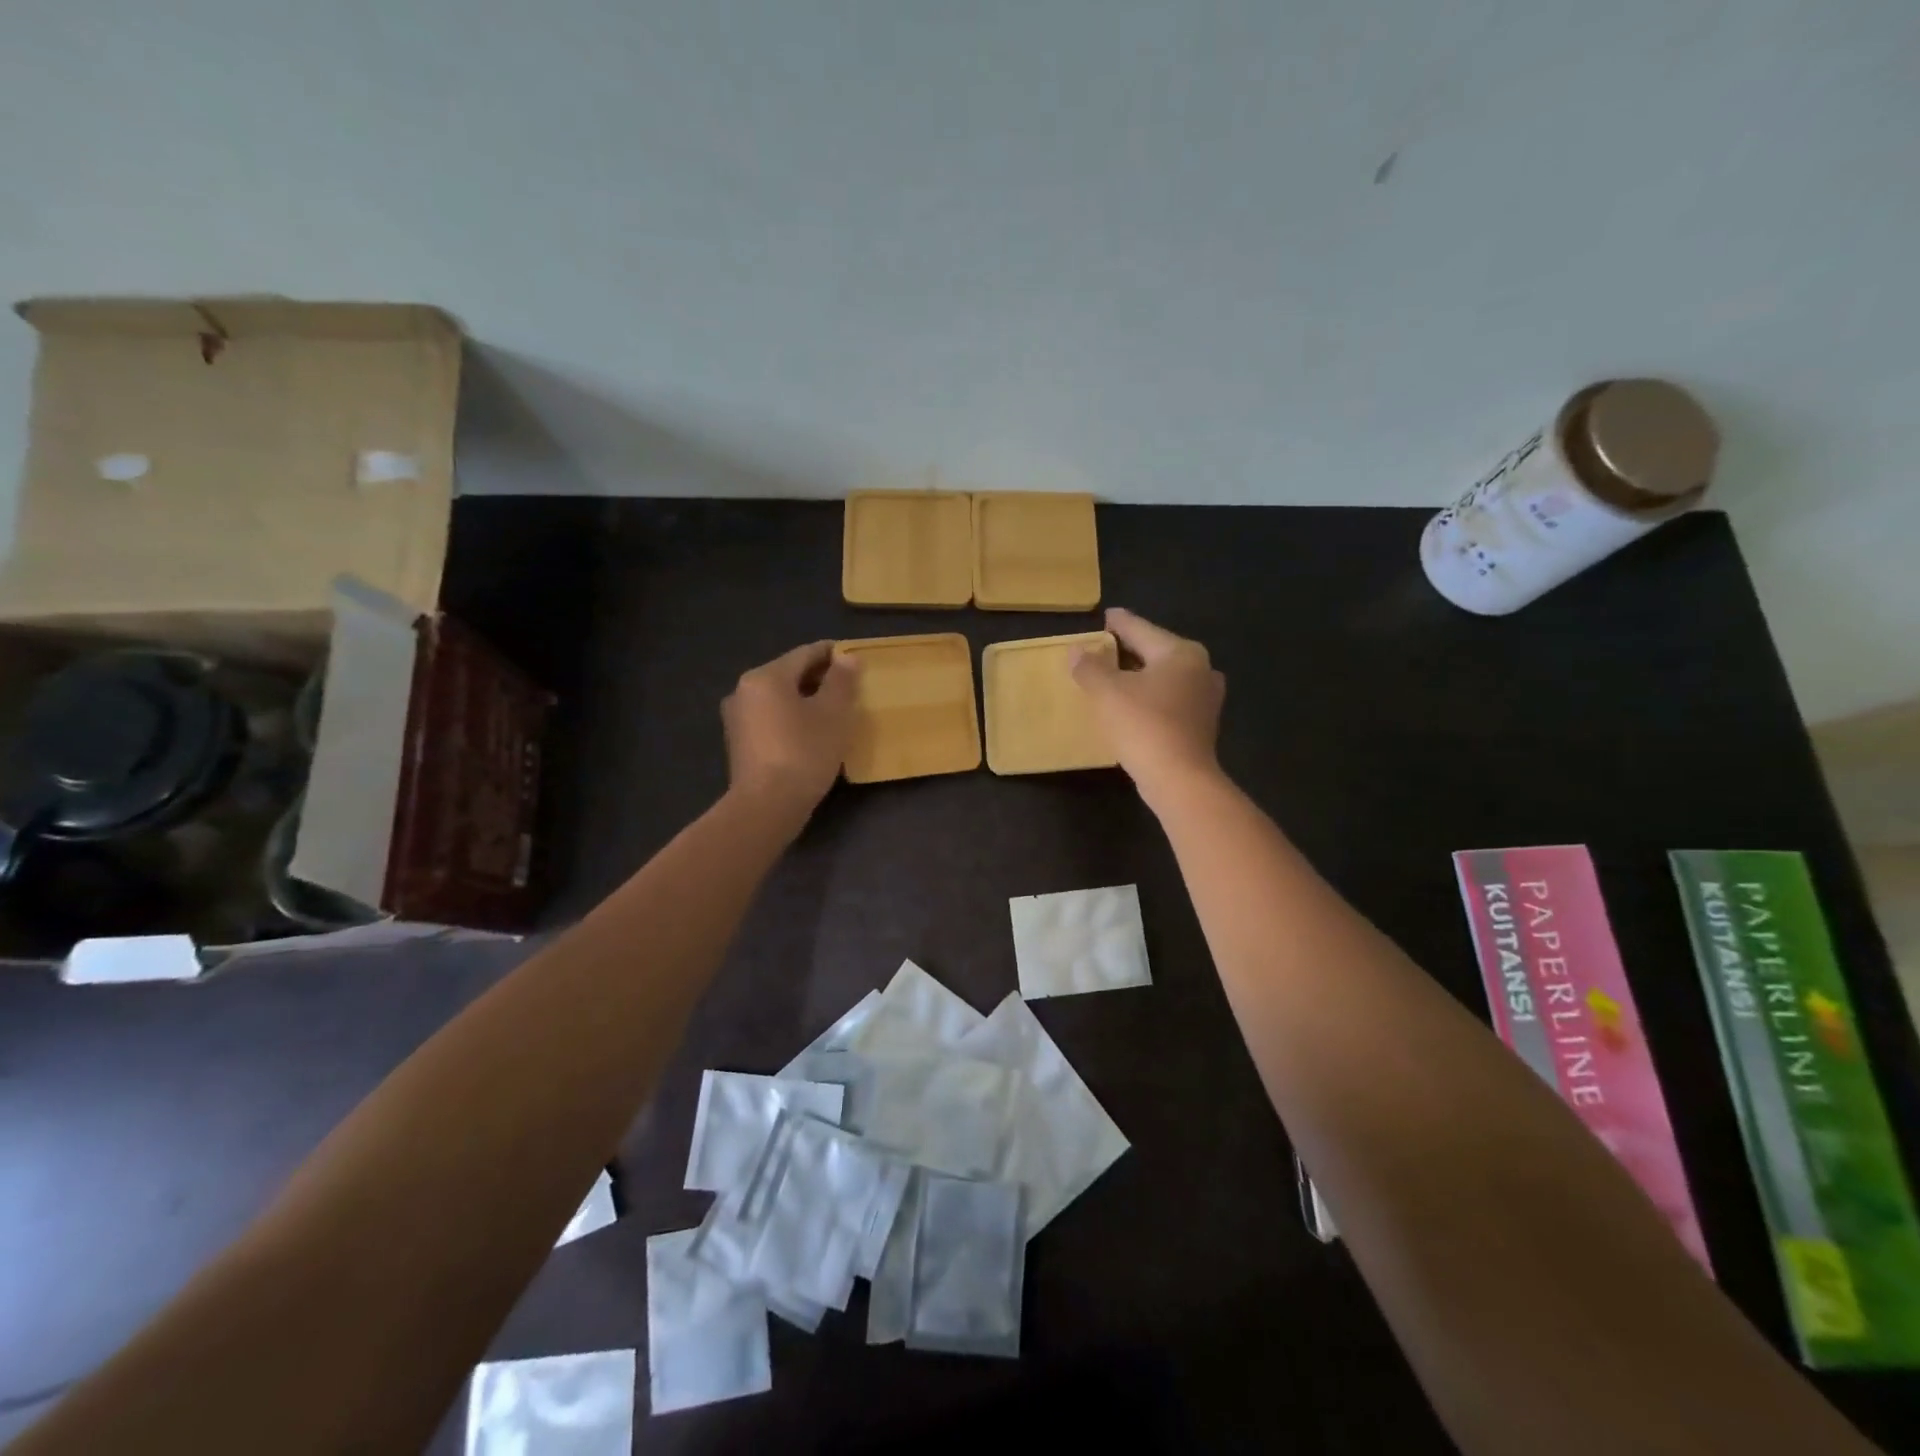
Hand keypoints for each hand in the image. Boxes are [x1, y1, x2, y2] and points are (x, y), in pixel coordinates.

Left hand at [722, 641, 860, 812]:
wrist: (767, 806)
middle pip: (789, 674)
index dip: (833, 654)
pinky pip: (771, 719)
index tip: (855, 658)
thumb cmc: (804, 752)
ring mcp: (737, 718)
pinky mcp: (739, 744)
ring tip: (833, 712)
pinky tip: (811, 734)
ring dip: (805, 700)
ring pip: (779, 699)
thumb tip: (847, 658)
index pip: (805, 653)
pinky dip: (792, 719)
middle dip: (819, 678)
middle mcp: (744, 690)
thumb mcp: (834, 714)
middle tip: (849, 688)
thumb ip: (842, 681)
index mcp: (766, 676)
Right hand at [1072, 608, 1224, 804]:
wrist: (1179, 779)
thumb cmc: (1143, 725)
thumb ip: (1089, 666)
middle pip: (1155, 651)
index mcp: (1180, 652)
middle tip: (1103, 648)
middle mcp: (1199, 668)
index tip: (1105, 616)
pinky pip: (1170, 699)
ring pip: (1164, 677)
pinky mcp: (1201, 724)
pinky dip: (1150, 697)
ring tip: (1114, 677)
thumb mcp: (1107, 692)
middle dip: (1128, 650)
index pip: (1140, 629)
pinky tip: (1134, 705)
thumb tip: (1077, 650)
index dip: (1119, 623)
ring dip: (1139, 676)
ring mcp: (1205, 698)